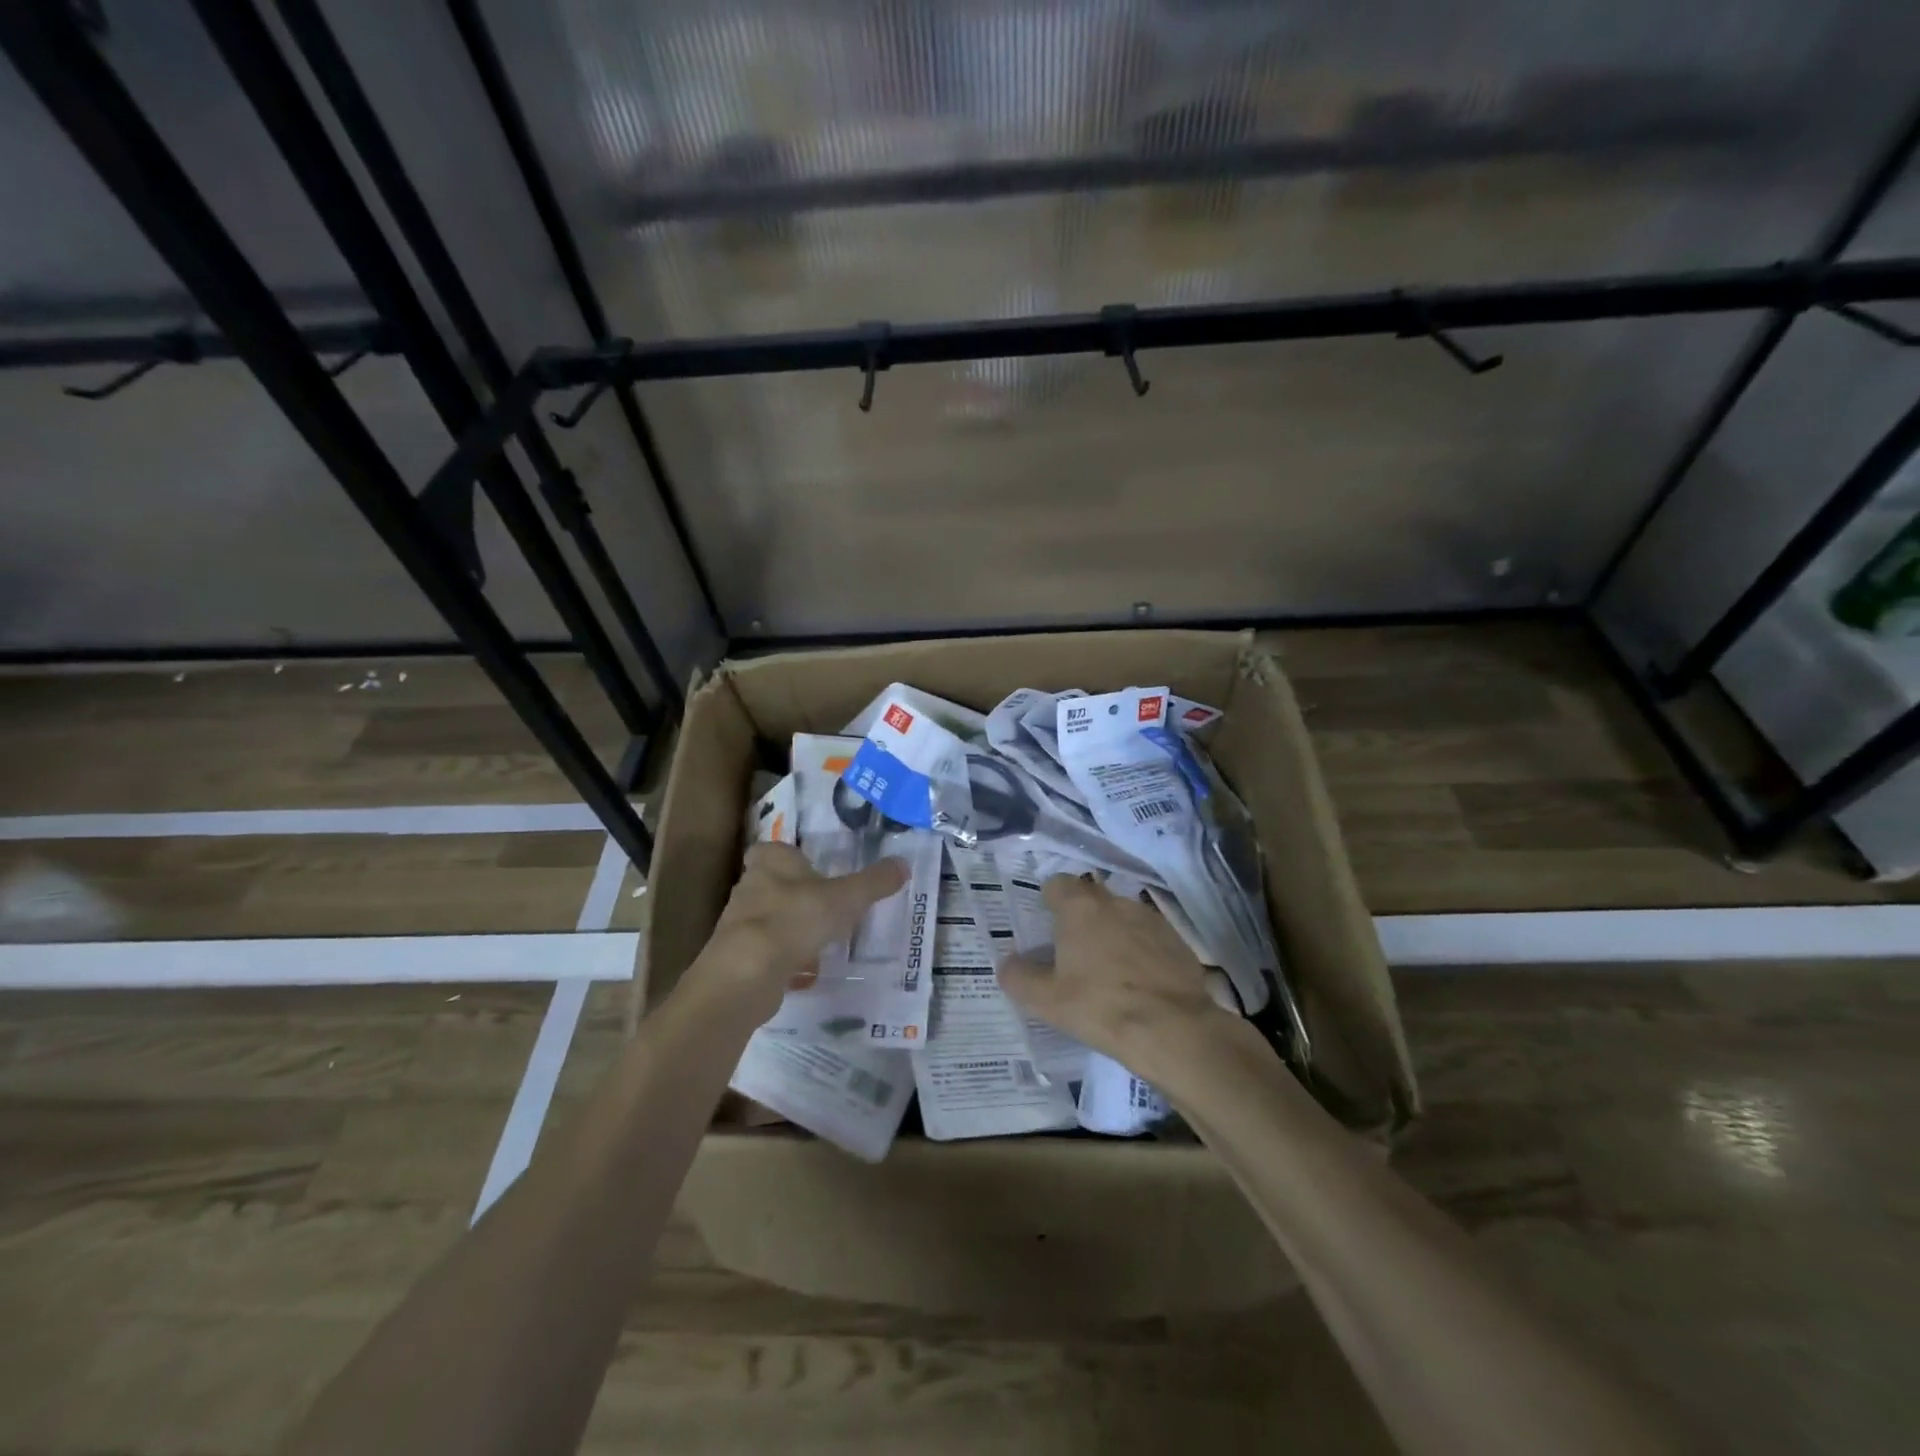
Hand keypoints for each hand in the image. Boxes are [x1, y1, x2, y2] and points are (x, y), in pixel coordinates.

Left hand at [699, 843, 907, 1018]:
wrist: (747, 972)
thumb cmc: (796, 918)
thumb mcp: (846, 898)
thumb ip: (874, 882)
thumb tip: (904, 863)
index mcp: (771, 860)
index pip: (776, 849)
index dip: (793, 858)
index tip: (815, 870)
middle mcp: (749, 884)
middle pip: (773, 882)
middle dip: (796, 893)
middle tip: (826, 904)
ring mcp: (740, 922)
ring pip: (770, 917)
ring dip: (790, 926)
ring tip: (820, 938)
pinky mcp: (738, 955)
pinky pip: (766, 950)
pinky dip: (784, 956)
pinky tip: (804, 969)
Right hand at [996, 875, 1246, 1082]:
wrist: (1172, 1028)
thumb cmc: (1099, 1006)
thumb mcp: (1046, 1000)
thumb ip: (1019, 977)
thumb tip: (1007, 964)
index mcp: (1080, 908)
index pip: (1058, 884)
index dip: (1050, 901)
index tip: (1047, 927)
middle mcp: (1116, 902)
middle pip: (1091, 898)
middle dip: (1081, 919)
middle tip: (1073, 953)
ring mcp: (1151, 919)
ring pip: (1122, 917)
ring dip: (1112, 934)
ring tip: (1108, 972)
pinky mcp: (1177, 940)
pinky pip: (1149, 937)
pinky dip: (1140, 951)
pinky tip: (1139, 983)